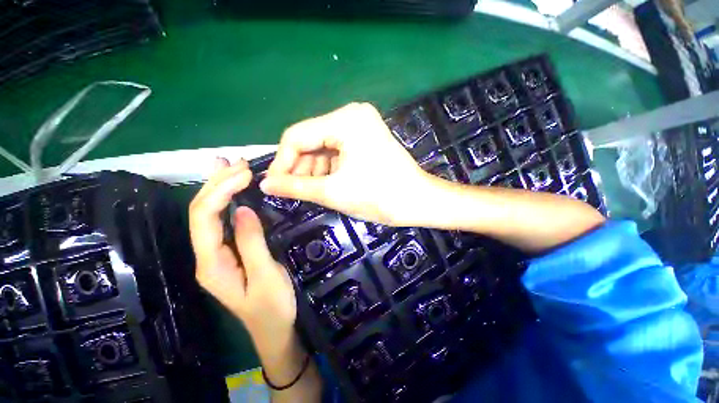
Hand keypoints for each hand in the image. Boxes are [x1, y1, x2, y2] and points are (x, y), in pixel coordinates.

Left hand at [188, 158, 296, 344]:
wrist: (275, 330)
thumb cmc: (273, 307)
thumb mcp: (266, 275)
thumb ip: (251, 243)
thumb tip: (243, 209)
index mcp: (212, 264)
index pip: (204, 218)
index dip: (220, 191)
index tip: (244, 173)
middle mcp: (207, 256)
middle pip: (201, 213)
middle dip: (217, 184)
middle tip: (238, 163)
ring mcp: (217, 254)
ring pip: (208, 215)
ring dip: (217, 188)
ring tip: (226, 165)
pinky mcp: (229, 252)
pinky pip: (222, 222)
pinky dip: (226, 201)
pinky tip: (231, 189)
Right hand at [260, 103, 435, 226]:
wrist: (419, 202)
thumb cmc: (380, 197)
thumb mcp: (334, 192)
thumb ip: (296, 186)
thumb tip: (264, 184)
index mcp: (345, 120)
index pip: (297, 136)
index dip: (281, 162)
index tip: (273, 186)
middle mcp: (351, 115)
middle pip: (310, 140)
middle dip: (299, 167)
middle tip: (291, 191)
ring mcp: (360, 126)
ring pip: (322, 148)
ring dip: (313, 170)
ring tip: (310, 191)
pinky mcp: (365, 139)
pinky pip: (336, 152)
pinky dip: (327, 169)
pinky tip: (325, 184)